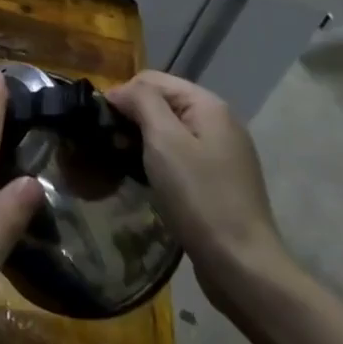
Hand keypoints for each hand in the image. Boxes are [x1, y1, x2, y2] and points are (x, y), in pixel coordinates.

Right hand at [105, 71, 293, 302]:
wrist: (241, 264)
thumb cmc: (198, 197)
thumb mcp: (164, 141)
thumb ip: (142, 103)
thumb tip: (120, 90)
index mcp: (208, 105)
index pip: (153, 79)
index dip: (123, 95)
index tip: (101, 126)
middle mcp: (220, 121)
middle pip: (163, 102)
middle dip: (133, 117)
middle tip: (109, 145)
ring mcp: (223, 152)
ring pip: (170, 130)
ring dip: (144, 140)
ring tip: (123, 162)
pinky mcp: (219, 179)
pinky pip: (181, 154)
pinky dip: (160, 159)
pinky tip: (148, 179)